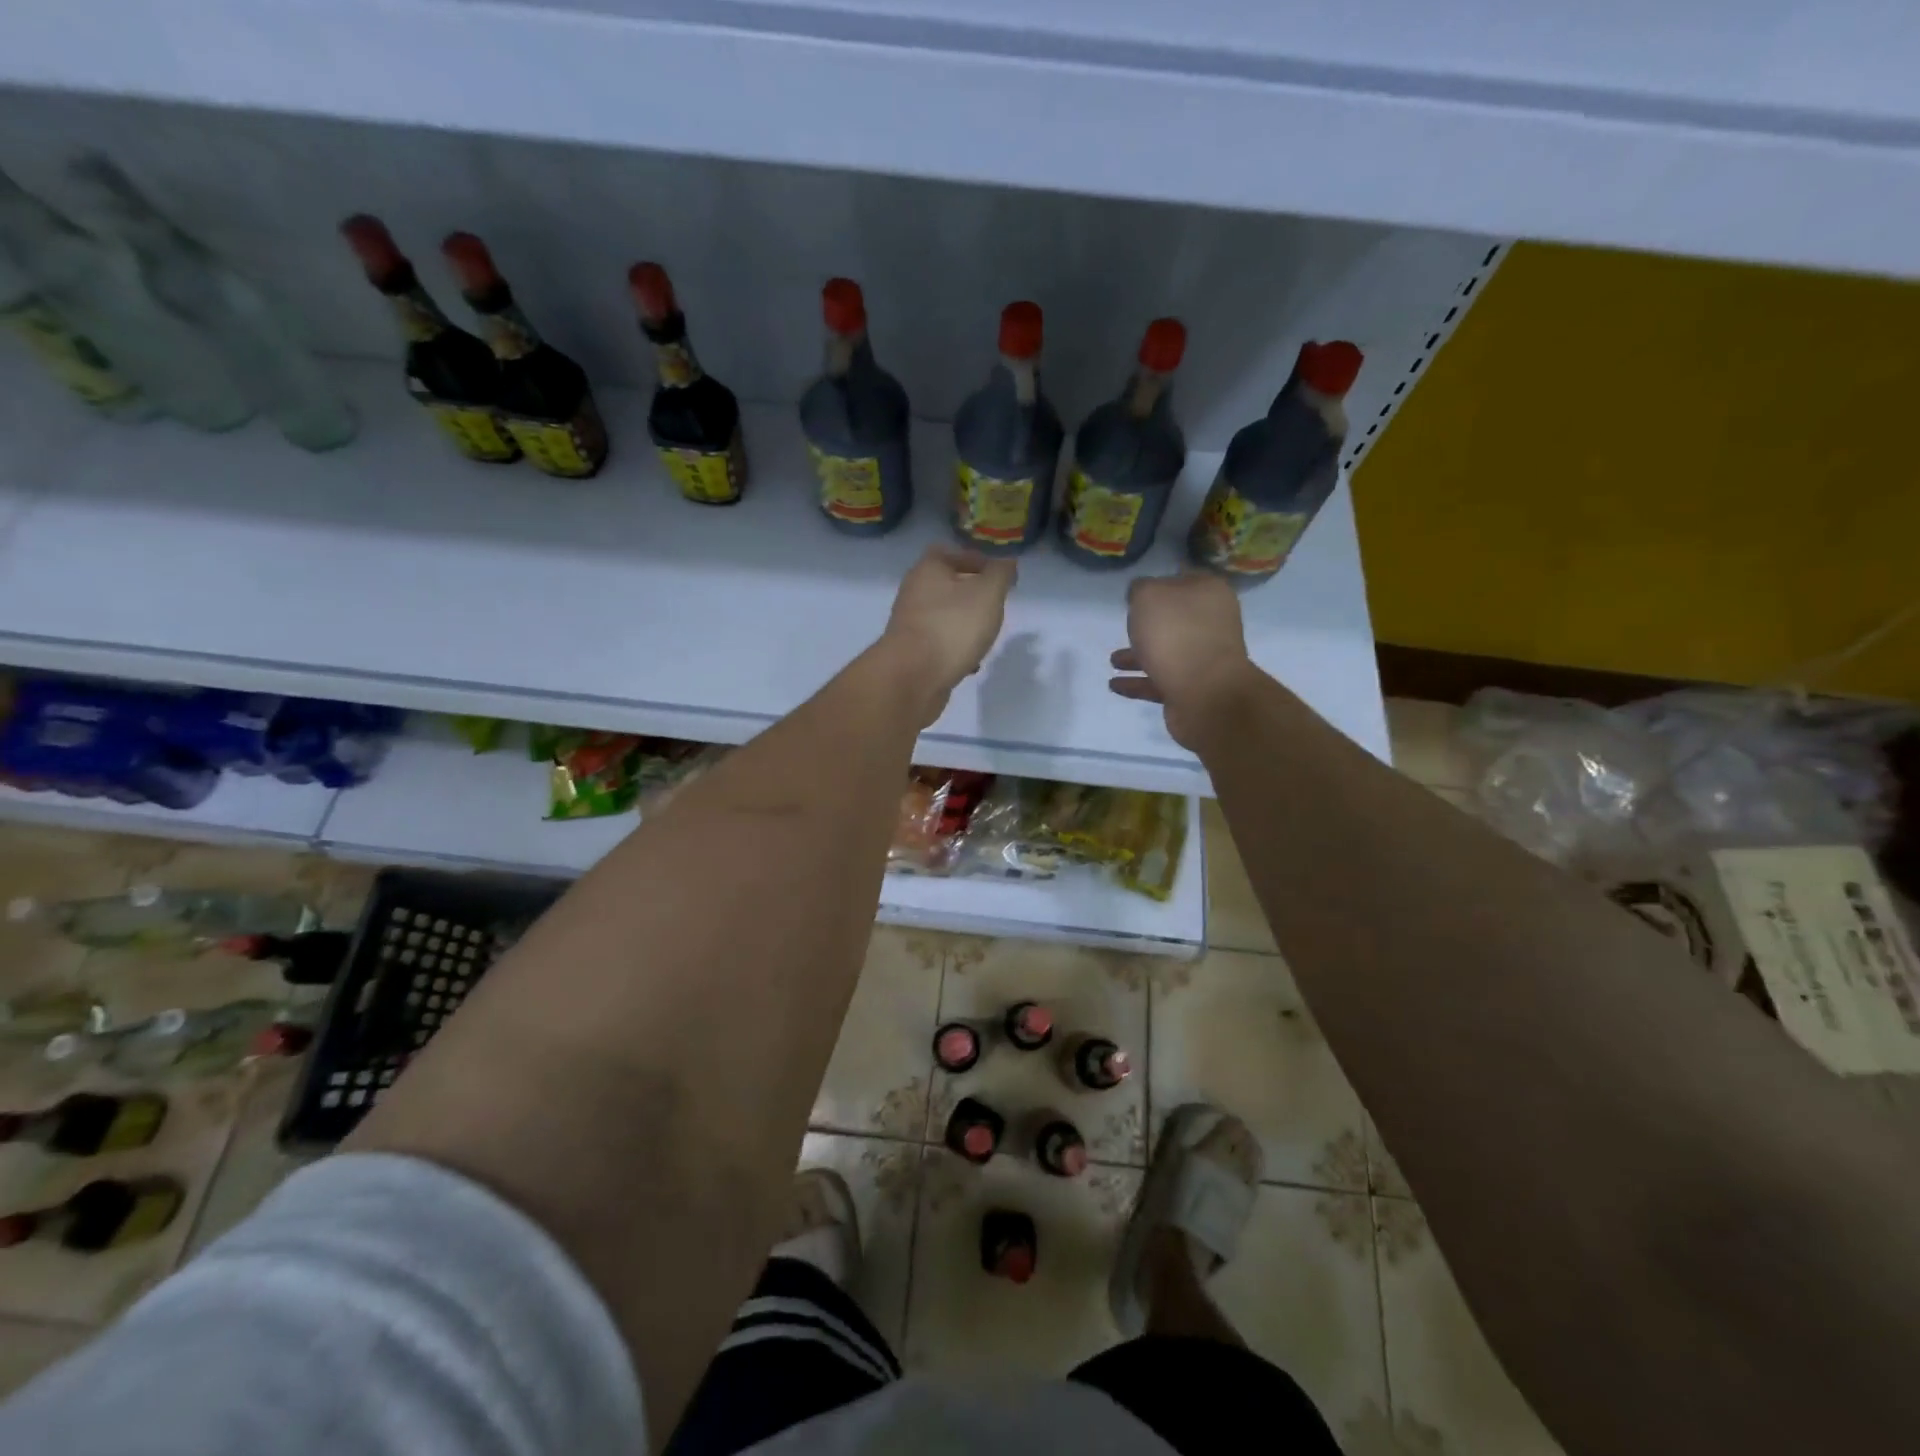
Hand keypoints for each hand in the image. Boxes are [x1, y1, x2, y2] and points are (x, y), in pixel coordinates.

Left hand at [880, 545, 1015, 723]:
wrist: (912, 677)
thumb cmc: (952, 627)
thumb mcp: (987, 593)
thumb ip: (1000, 574)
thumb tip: (1007, 562)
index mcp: (928, 570)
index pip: (950, 552)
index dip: (975, 559)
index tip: (998, 575)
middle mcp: (914, 593)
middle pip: (946, 586)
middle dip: (972, 595)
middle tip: (995, 606)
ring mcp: (910, 625)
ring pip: (943, 617)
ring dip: (964, 624)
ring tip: (986, 636)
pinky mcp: (911, 653)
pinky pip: (938, 644)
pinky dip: (955, 649)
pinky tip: (970, 663)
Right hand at [1109, 572, 1258, 747]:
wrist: (1204, 693)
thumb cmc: (1176, 634)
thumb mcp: (1149, 595)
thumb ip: (1141, 588)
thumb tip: (1142, 595)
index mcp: (1208, 593)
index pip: (1184, 579)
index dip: (1161, 582)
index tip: (1138, 592)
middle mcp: (1210, 623)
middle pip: (1175, 618)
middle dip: (1148, 624)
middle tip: (1125, 626)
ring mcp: (1203, 658)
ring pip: (1165, 651)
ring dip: (1138, 656)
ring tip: (1112, 661)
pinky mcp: (1192, 688)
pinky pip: (1159, 681)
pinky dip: (1137, 682)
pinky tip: (1114, 685)